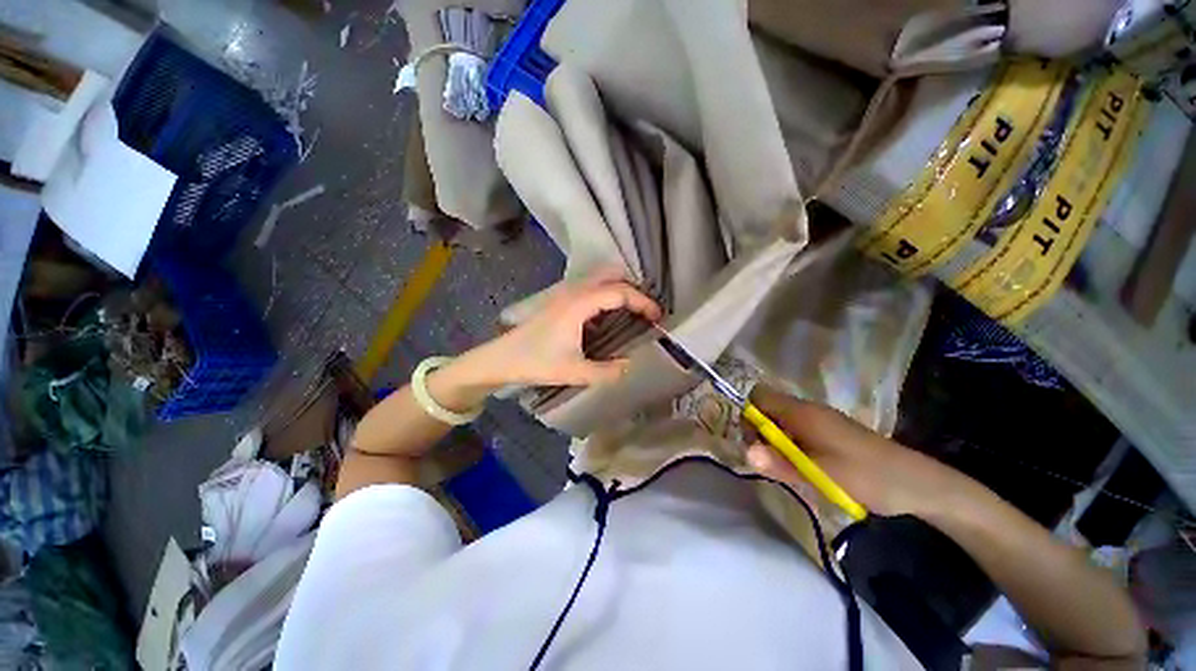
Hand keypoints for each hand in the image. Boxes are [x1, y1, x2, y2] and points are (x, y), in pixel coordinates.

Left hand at [432, 272, 661, 407]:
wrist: (501, 358)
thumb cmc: (535, 362)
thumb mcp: (574, 371)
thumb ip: (606, 371)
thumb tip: (630, 366)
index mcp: (579, 304)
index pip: (619, 292)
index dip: (642, 302)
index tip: (657, 317)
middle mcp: (574, 292)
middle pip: (611, 276)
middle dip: (633, 289)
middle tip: (647, 309)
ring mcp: (565, 293)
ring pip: (600, 279)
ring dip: (619, 289)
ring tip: (633, 311)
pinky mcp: (560, 300)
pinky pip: (590, 288)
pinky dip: (606, 294)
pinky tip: (609, 315)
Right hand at [744, 385, 975, 518]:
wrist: (917, 483)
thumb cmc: (866, 476)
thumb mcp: (820, 474)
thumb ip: (780, 463)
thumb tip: (745, 452)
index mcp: (802, 412)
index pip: (758, 395)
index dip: (748, 414)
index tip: (754, 441)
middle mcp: (807, 409)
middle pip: (767, 408)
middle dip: (760, 431)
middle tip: (770, 460)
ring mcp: (820, 420)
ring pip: (781, 420)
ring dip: (775, 440)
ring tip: (787, 467)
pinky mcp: (830, 431)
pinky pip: (797, 429)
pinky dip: (791, 445)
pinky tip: (804, 466)